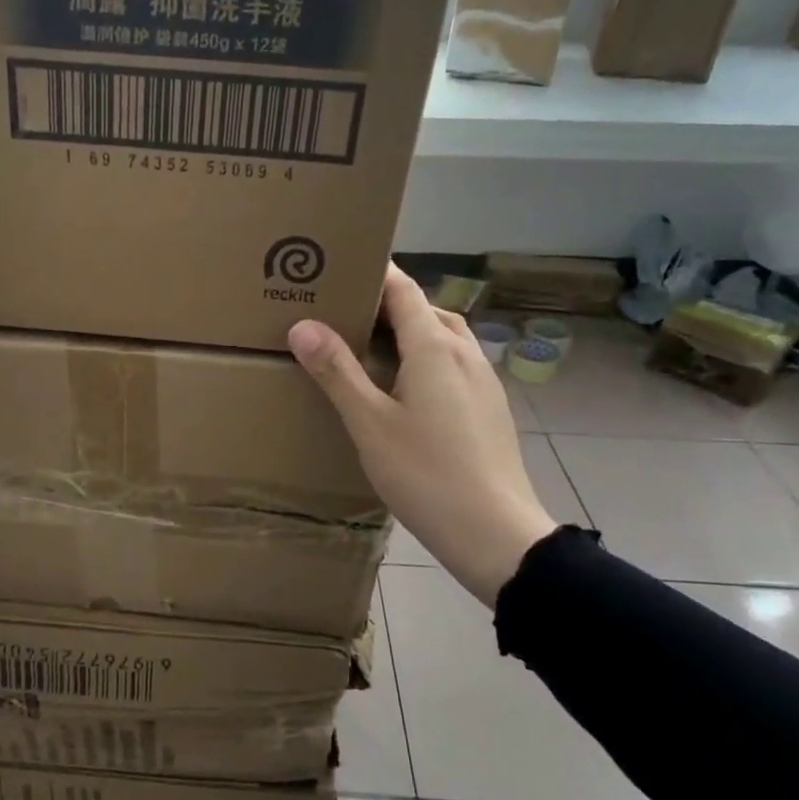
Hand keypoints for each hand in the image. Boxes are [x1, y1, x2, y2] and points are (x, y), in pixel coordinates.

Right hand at [288, 264, 556, 606]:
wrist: (495, 533)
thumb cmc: (426, 474)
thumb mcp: (369, 423)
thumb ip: (337, 371)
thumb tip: (302, 324)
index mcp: (435, 347)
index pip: (403, 289)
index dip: (373, 272)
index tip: (339, 266)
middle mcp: (465, 353)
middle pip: (424, 309)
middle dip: (386, 302)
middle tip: (343, 311)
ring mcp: (484, 380)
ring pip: (443, 337)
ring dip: (409, 331)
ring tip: (371, 349)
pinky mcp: (490, 407)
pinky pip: (454, 364)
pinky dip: (426, 358)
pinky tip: (405, 390)